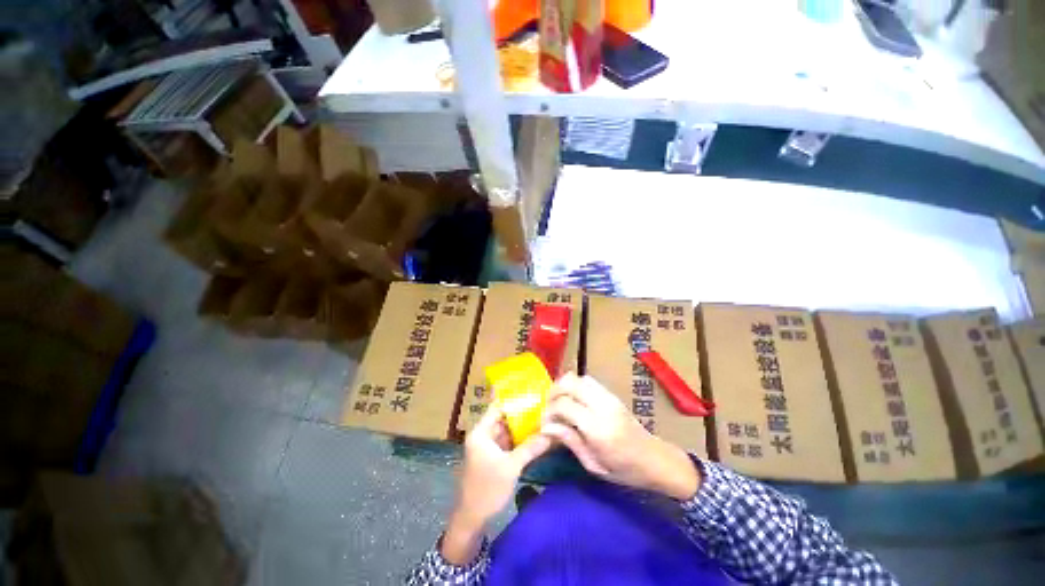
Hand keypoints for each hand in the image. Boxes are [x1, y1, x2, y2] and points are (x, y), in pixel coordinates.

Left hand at [442, 403, 551, 563]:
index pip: (497, 407)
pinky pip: (507, 443)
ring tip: (541, 417)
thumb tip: (551, 434)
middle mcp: (483, 435)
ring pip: (506, 431)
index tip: (530, 392)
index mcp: (481, 432)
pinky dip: (518, 440)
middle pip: (503, 418)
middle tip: (540, 405)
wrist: (471, 519)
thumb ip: (530, 448)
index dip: (512, 400)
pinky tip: (534, 435)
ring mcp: (487, 447)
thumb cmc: (487, 488)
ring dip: (521, 427)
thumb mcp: (511, 466)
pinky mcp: (493, 458)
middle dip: (521, 413)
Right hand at [541, 372, 700, 500]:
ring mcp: (609, 397)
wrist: (655, 459)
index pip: (564, 405)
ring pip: (578, 377)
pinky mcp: (612, 394)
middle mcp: (603, 406)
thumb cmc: (625, 470)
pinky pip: (587, 380)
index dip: (549, 412)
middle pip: (569, 383)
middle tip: (548, 408)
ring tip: (558, 402)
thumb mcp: (594, 464)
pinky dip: (575, 385)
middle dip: (553, 392)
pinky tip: (573, 400)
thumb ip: (569, 441)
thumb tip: (545, 427)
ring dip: (563, 386)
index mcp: (598, 428)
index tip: (544, 423)